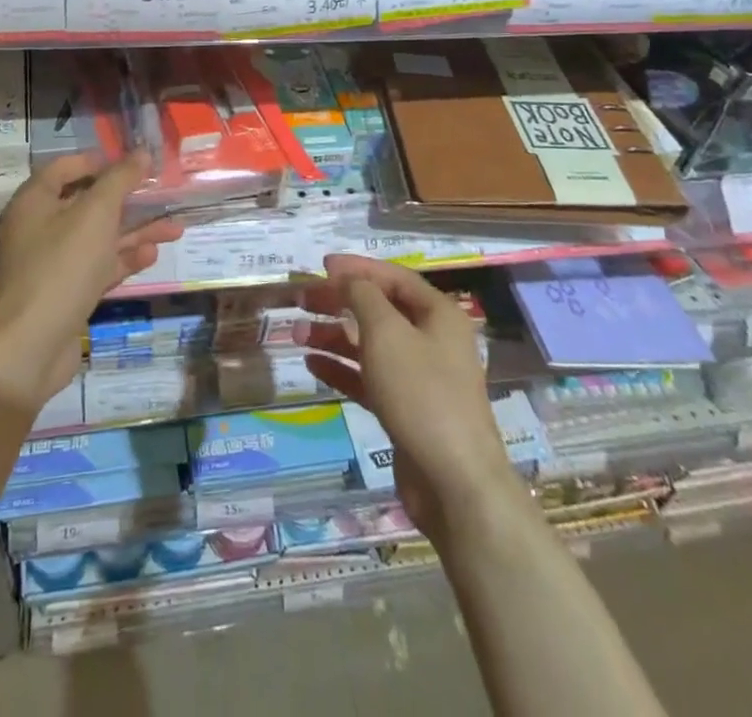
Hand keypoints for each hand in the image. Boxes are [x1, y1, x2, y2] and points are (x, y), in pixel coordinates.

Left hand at [0, 152, 181, 408]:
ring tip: (175, 228)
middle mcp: (40, 228)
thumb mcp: (96, 214)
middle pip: (87, 204)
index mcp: (35, 202)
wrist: (32, 346)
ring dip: (135, 232)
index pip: (64, 168)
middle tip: (162, 195)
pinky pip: (98, 266)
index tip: (131, 162)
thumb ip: (120, 180)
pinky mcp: (66, 292)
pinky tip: (152, 256)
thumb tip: (141, 153)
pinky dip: (123, 259)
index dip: (97, 161)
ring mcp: (52, 263)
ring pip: (99, 238)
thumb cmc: (63, 266)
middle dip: (128, 200)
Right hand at [297, 255, 519, 536]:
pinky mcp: (406, 410)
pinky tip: (312, 364)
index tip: (321, 267)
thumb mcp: (387, 333)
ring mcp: (419, 378)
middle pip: (379, 309)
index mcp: (438, 314)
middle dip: (339, 302)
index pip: (393, 277)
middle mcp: (432, 340)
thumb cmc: (421, 393)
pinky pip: (369, 378)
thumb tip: (348, 279)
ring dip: (334, 336)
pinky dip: (342, 368)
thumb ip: (363, 297)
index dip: (357, 268)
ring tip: (297, 334)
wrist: (454, 483)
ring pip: (370, 345)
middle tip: (302, 300)